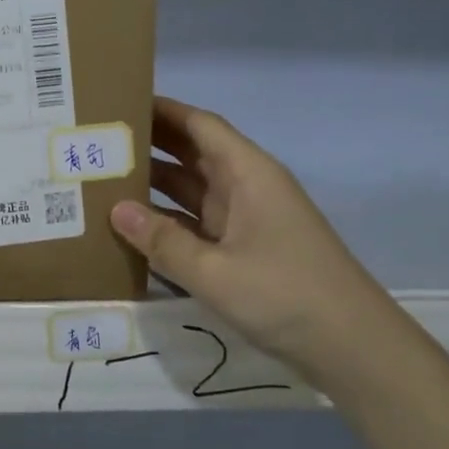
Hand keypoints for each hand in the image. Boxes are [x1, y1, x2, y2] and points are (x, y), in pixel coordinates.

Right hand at [110, 97, 402, 376]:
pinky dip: (165, 221)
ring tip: (101, 179)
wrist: (352, 347)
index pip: (200, 126)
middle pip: (192, 154)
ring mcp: (245, 220)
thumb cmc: (286, 295)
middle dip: (150, 144)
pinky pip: (195, 223)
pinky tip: (130, 227)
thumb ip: (162, 241)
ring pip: (190, 190)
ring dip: (153, 184)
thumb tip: (115, 210)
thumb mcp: (215, 271)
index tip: (119, 101)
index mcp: (248, 174)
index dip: (163, 110)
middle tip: (97, 141)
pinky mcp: (242, 250)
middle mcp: (245, 188)